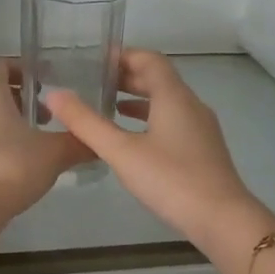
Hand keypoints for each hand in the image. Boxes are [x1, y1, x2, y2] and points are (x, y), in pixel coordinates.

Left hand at [0, 58, 92, 252]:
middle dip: (21, 99)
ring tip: (34, 140)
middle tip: (47, 117)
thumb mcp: (55, 153)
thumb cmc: (12, 166)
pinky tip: (15, 160)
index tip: (49, 85)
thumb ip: (79, 142)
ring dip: (7, 120)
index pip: (3, 64)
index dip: (27, 71)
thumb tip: (99, 142)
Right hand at [44, 50, 261, 247]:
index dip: (122, 56)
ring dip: (138, 100)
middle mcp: (191, 105)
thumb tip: (53, 94)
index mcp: (174, 96)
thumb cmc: (170, 179)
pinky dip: (150, 121)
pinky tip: (134, 140)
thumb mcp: (122, 152)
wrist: (221, 218)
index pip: (149, 60)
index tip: (95, 60)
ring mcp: (201, 129)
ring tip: (108, 107)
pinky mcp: (203, 150)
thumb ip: (86, 123)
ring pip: (167, 103)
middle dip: (127, 77)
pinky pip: (174, 122)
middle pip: (159, 79)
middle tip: (94, 82)